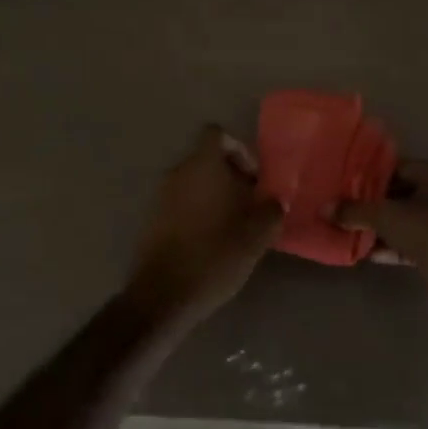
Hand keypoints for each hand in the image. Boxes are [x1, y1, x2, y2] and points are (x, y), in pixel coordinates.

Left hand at [125, 126, 283, 328]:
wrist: (164, 294)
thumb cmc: (216, 255)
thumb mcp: (257, 234)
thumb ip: (271, 209)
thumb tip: (275, 200)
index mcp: (202, 165)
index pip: (217, 134)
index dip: (239, 149)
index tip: (253, 178)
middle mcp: (177, 172)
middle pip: (206, 159)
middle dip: (230, 177)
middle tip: (250, 205)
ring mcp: (160, 195)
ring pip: (194, 183)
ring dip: (214, 196)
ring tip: (234, 227)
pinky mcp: (152, 219)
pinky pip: (180, 203)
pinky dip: (197, 213)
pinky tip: (212, 242)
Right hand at [336, 160, 427, 300]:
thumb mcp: (391, 218)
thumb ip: (356, 211)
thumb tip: (324, 208)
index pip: (395, 167)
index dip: (366, 176)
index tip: (341, 185)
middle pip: (398, 194)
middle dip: (369, 204)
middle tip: (340, 208)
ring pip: (404, 220)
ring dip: (378, 228)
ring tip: (346, 231)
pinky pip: (411, 242)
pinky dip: (390, 246)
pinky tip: (363, 252)